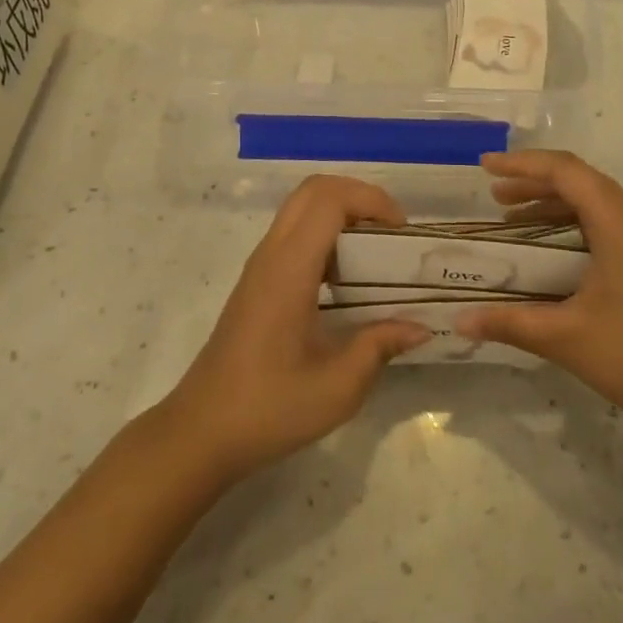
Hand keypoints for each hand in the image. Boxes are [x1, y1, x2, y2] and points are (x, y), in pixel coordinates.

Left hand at [159, 176, 430, 485]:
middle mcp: (271, 254)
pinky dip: (325, 234)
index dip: (370, 199)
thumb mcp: (338, 387)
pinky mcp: (256, 281)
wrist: (201, 431)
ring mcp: (260, 265)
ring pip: (301, 208)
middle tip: (391, 232)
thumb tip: (420, 326)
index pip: (329, 199)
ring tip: (375, 252)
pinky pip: (293, 233)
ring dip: (341, 214)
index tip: (402, 231)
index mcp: (289, 269)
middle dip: (358, 197)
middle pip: (313, 190)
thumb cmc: (269, 408)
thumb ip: (380, 346)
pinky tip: (346, 279)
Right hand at [456, 150, 622, 451]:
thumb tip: (459, 321)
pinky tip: (554, 252)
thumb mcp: (567, 338)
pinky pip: (609, 223)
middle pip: (580, 180)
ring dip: (553, 204)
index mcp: (619, 219)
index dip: (521, 164)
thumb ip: (509, 322)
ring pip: (596, 201)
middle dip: (533, 182)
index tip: (483, 167)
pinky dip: (574, 224)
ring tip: (513, 219)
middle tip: (493, 196)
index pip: (564, 170)